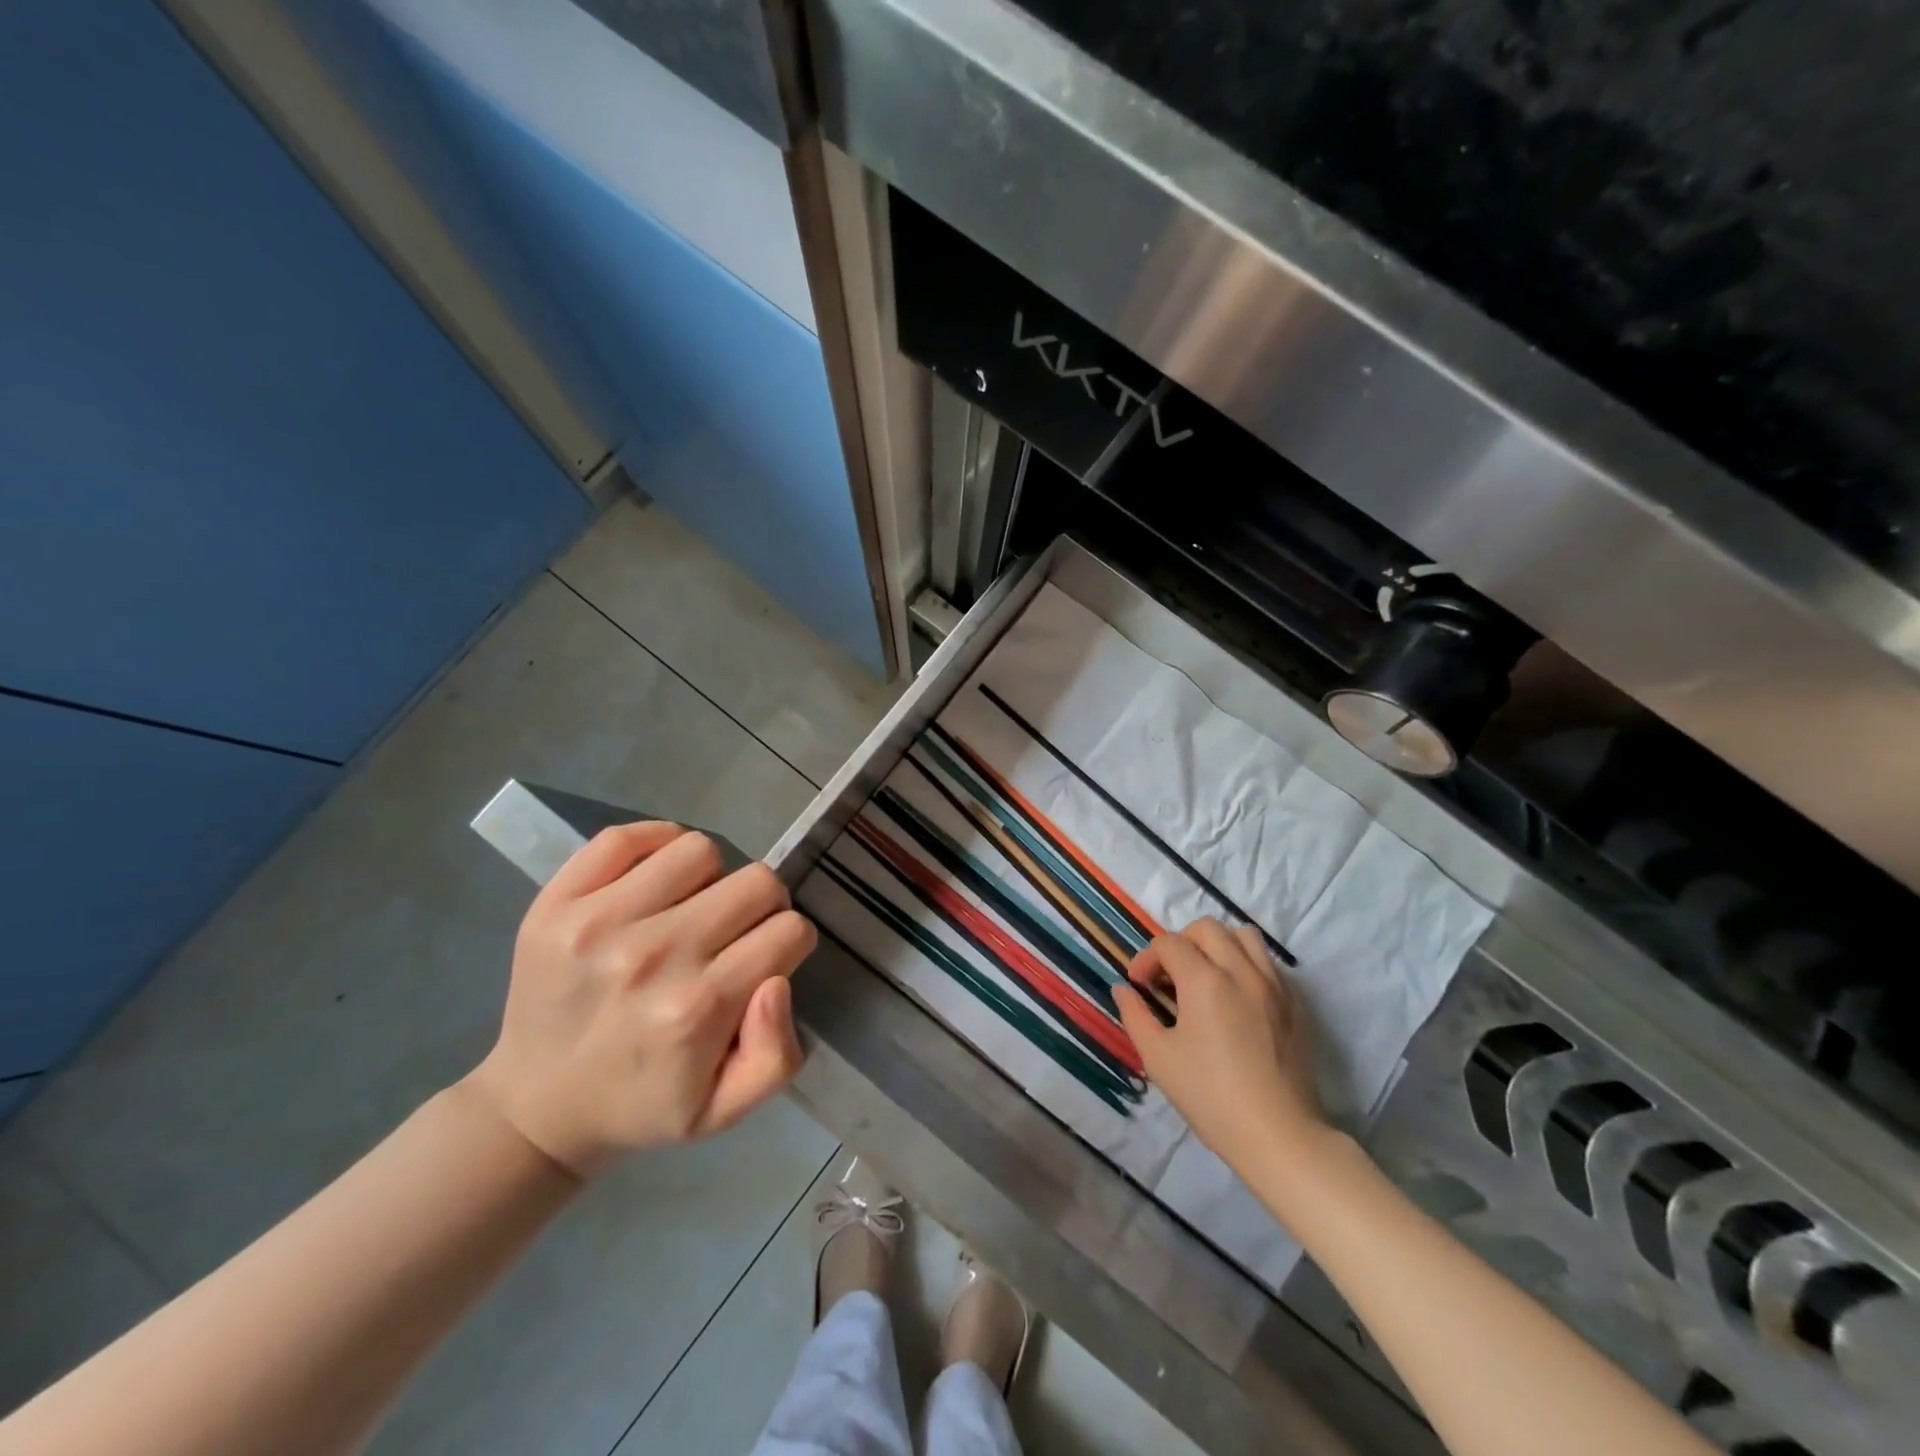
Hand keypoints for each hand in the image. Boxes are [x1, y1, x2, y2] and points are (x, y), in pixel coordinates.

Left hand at [470, 822, 816, 1176]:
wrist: (535, 1107)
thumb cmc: (643, 1103)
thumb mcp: (724, 1108)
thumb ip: (775, 1056)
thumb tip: (777, 981)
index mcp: (698, 1009)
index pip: (789, 931)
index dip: (788, 944)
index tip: (764, 961)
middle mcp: (652, 956)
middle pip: (756, 882)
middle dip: (762, 905)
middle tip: (733, 933)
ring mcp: (598, 922)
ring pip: (700, 850)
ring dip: (709, 877)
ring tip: (690, 908)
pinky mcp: (556, 902)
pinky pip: (626, 837)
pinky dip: (655, 846)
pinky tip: (655, 880)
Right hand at [1113, 918, 1323, 1167]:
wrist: (1278, 1136)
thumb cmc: (1211, 1097)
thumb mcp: (1158, 1058)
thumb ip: (1135, 1015)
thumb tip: (1123, 989)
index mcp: (1205, 981)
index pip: (1169, 944)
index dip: (1146, 958)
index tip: (1138, 985)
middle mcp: (1241, 971)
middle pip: (1207, 928)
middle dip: (1181, 943)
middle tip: (1170, 976)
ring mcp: (1274, 985)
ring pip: (1244, 936)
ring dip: (1218, 945)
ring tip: (1206, 976)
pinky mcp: (1295, 1004)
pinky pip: (1268, 963)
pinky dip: (1245, 965)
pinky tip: (1236, 998)